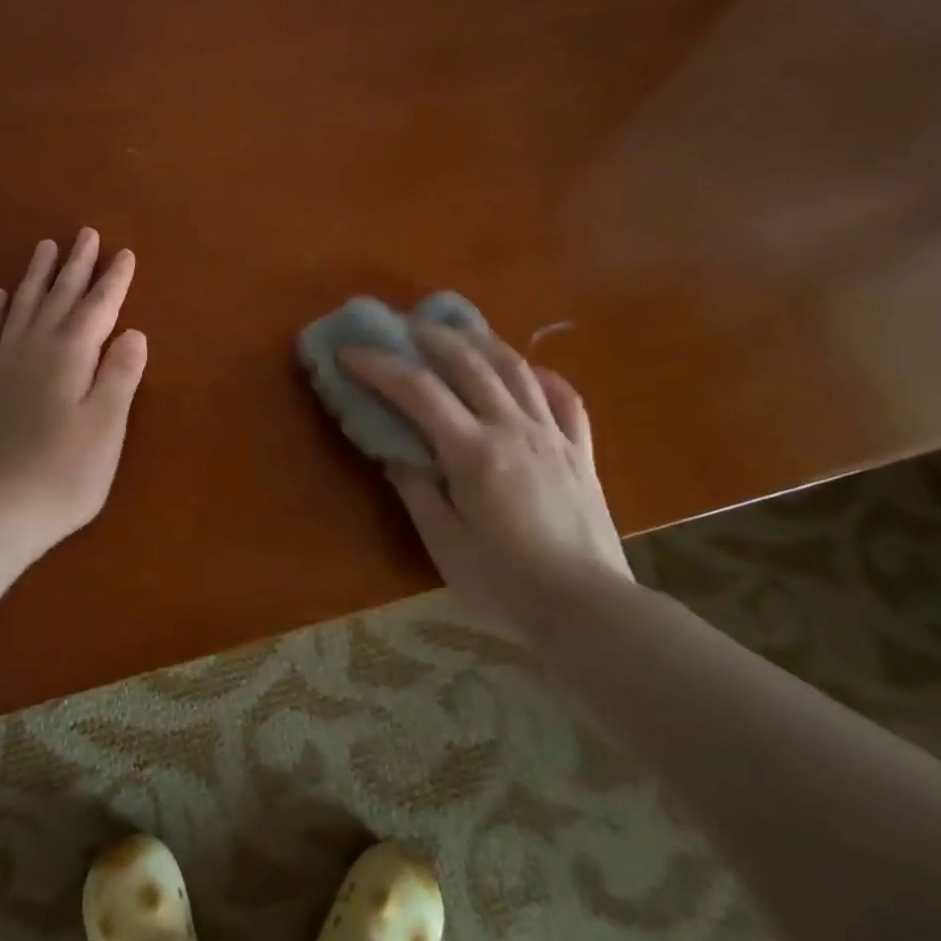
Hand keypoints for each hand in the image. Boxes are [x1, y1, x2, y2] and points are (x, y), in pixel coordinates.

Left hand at [0, 229, 147, 557]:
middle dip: (75, 265)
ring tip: (45, 247)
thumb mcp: (107, 426)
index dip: (113, 280)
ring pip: (20, 307)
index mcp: (71, 356)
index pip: (98, 308)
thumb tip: (133, 332)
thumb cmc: (64, 473)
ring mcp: (0, 365)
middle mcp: (34, 349)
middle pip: (58, 297)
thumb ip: (120, 374)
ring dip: (35, 276)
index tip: (124, 252)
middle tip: (85, 233)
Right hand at [343, 325, 631, 639]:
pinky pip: (565, 399)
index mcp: (473, 452)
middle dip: (432, 338)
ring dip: (483, 342)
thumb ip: (417, 491)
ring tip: (460, 332)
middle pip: (470, 364)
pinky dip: (541, 376)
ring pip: (517, 370)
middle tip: (404, 327)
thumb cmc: (506, 584)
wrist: (590, 612)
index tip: (351, 352)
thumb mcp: (444, 544)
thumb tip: (395, 453)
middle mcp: (513, 429)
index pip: (418, 391)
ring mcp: (553, 437)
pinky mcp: (581, 452)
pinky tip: (527, 372)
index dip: (380, 366)